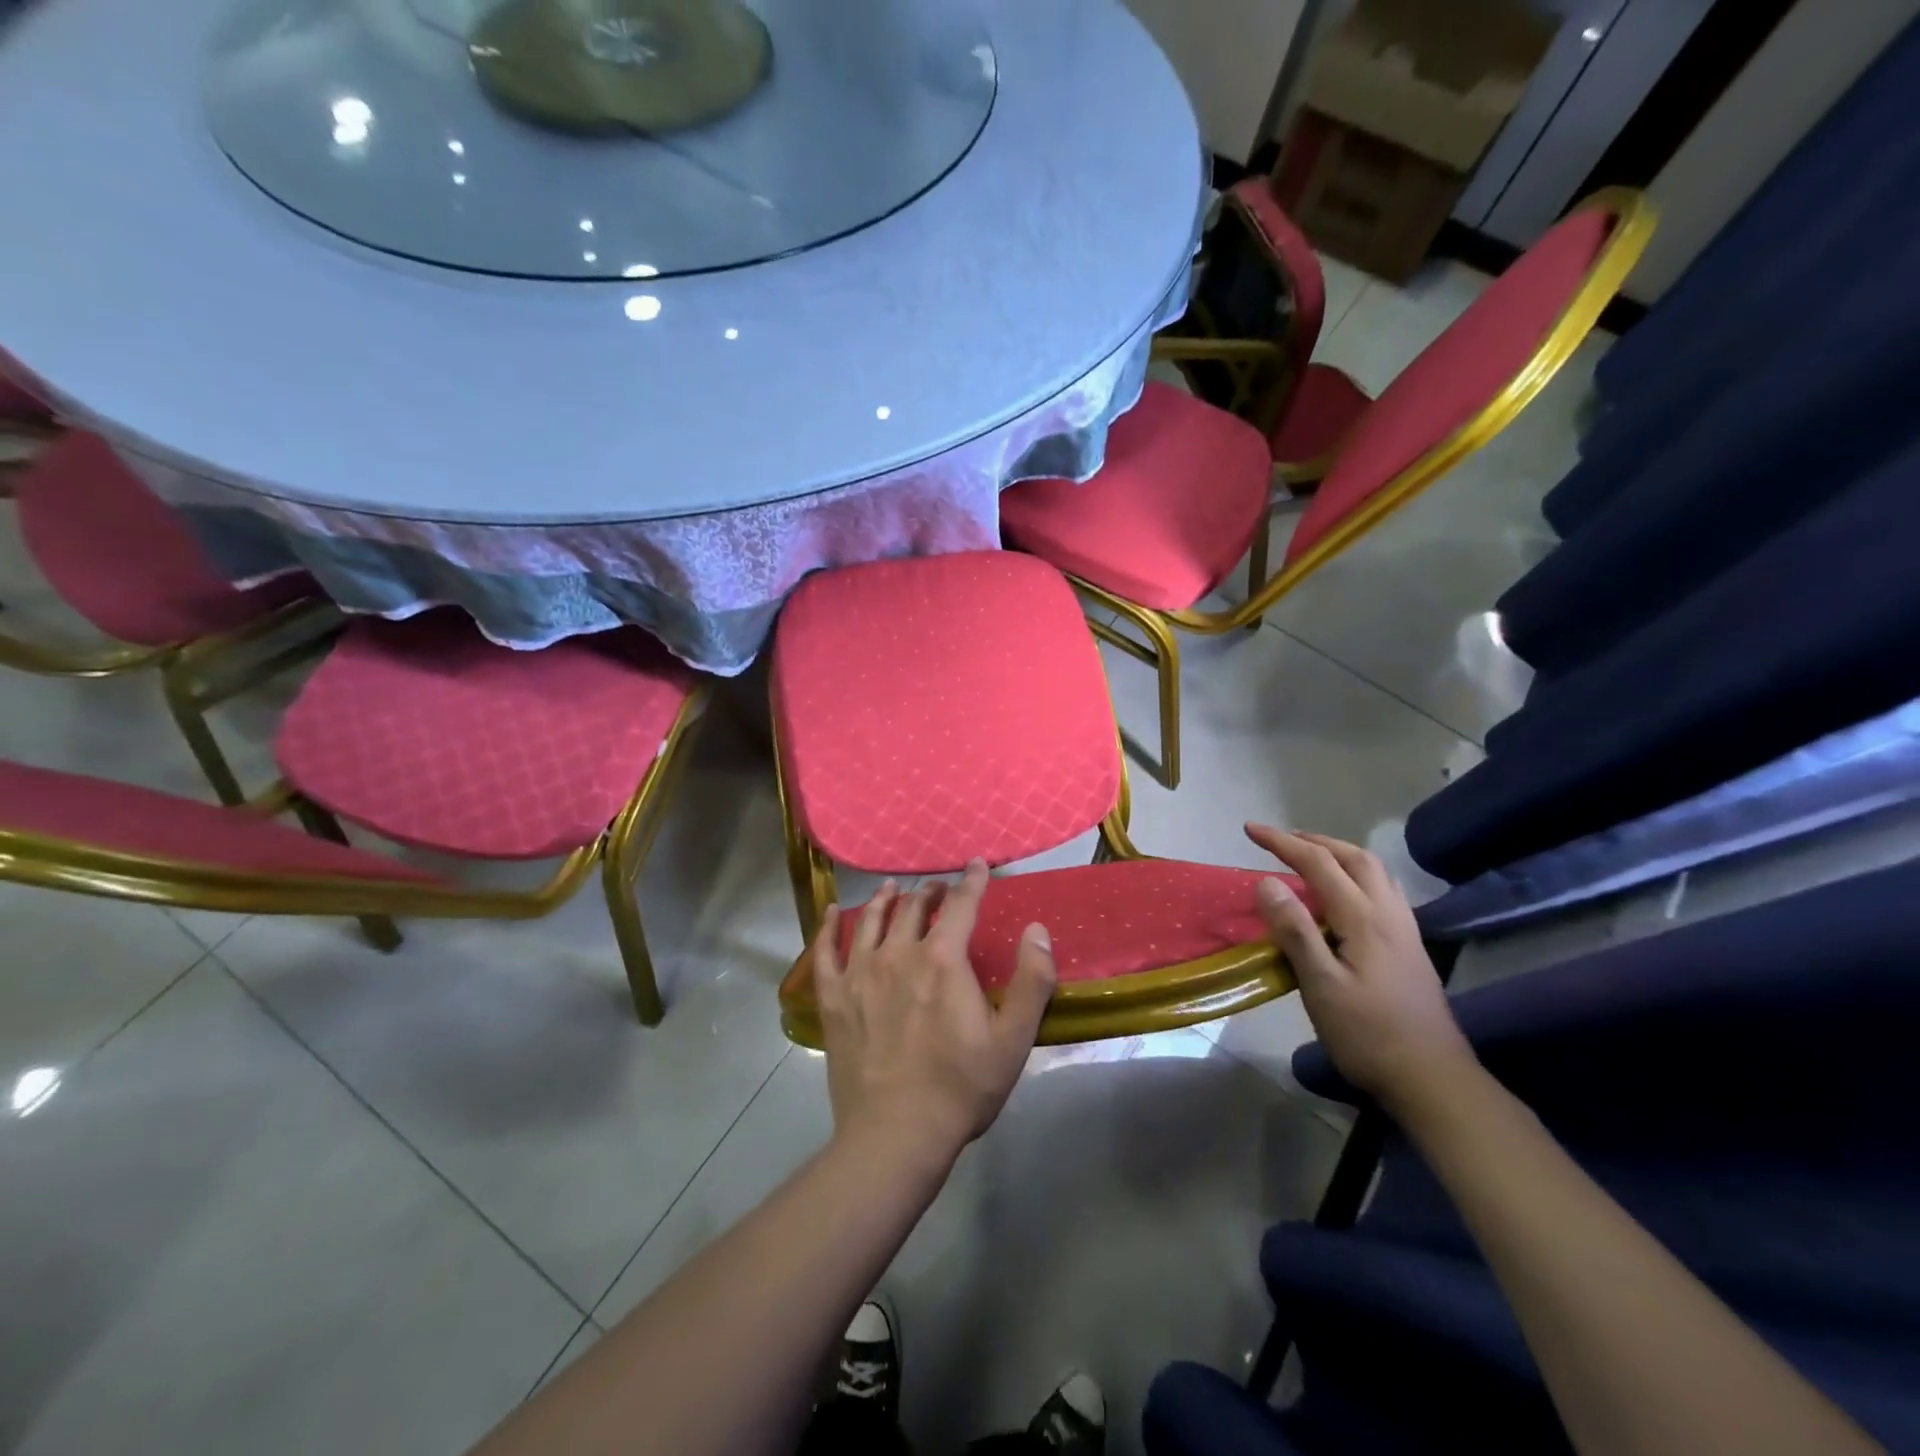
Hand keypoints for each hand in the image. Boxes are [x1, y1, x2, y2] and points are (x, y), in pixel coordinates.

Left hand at [811, 861, 1055, 1163]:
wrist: (895, 1134)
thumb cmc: (960, 1088)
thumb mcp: (1013, 1039)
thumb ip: (1031, 980)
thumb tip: (1036, 929)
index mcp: (943, 960)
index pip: (961, 905)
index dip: (972, 881)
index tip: (977, 865)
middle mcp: (899, 953)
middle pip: (915, 908)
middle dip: (931, 891)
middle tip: (939, 887)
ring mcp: (860, 973)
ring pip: (871, 920)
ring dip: (885, 899)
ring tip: (892, 888)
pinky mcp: (833, 998)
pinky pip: (825, 951)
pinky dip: (828, 927)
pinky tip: (830, 914)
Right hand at [1246, 825, 1473, 1111]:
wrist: (1432, 1078)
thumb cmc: (1367, 1033)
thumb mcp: (1321, 985)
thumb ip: (1294, 930)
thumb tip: (1267, 882)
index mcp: (1364, 918)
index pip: (1319, 863)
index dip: (1282, 843)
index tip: (1250, 830)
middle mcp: (1388, 914)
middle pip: (1354, 858)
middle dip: (1315, 841)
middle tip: (1281, 840)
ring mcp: (1404, 931)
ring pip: (1374, 872)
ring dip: (1338, 854)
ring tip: (1310, 858)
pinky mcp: (1409, 948)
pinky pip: (1381, 891)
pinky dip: (1355, 876)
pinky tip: (1343, 897)